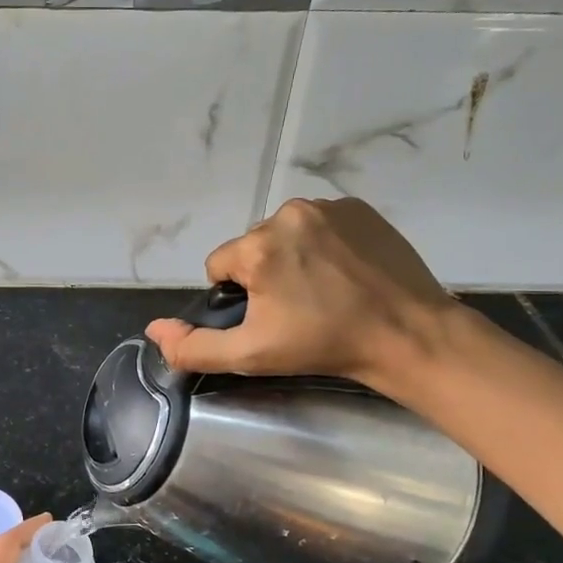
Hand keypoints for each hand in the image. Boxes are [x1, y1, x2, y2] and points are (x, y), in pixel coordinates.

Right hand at [145, 197, 454, 396]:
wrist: (408, 335)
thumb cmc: (323, 345)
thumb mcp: (251, 355)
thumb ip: (193, 345)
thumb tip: (154, 329)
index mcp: (257, 247)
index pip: (220, 266)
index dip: (238, 297)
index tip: (269, 318)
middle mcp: (287, 214)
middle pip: (253, 247)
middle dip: (265, 274)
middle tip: (298, 309)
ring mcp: (327, 207)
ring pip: (286, 234)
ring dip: (293, 257)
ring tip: (324, 290)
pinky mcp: (359, 208)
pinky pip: (320, 224)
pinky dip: (324, 244)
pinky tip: (346, 272)